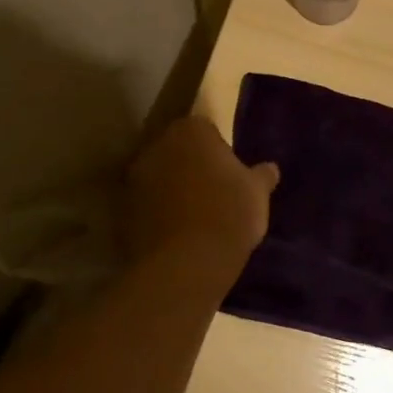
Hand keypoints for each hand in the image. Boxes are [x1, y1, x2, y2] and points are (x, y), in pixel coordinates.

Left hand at [124, 115, 277, 274]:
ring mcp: (134, 178)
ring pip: (158, 177)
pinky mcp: (121, 210)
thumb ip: (262, 176)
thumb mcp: (258, 194)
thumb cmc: (229, 215)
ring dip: (171, 189)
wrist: (187, 263)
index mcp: (191, 131)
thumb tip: (270, 168)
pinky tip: (175, 235)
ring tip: (193, 217)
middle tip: (213, 192)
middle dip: (190, 165)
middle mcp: (157, 145)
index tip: (229, 172)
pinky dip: (156, 214)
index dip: (218, 150)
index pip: (205, 129)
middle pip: (176, 150)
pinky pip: (145, 206)